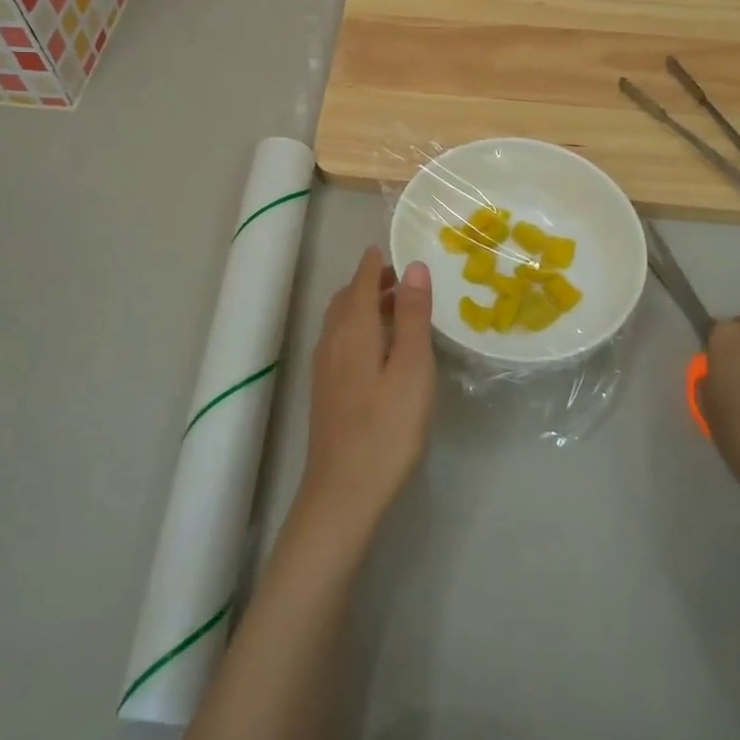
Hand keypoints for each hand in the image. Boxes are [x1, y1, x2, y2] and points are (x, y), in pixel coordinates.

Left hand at [293, 247, 436, 547]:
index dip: (375, 263)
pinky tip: (376, 348)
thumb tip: (414, 266)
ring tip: (394, 308)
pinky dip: (357, 327)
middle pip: (348, 298)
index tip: (389, 247)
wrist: (343, 492)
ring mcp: (324, 367)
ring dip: (363, 304)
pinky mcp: (325, 390)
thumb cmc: (387, 428)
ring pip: (340, 320)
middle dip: (370, 281)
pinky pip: (339, 340)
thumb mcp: (412, 368)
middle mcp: (332, 340)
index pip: (362, 281)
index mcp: (353, 329)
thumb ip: (413, 316)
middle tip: (400, 278)